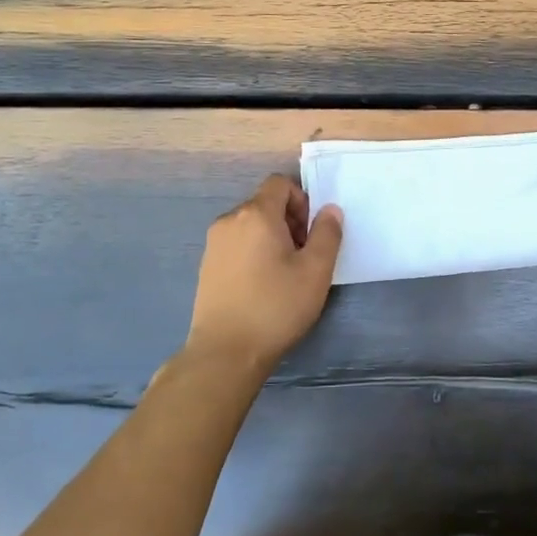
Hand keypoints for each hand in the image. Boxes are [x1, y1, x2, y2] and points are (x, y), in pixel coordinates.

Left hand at [187, 174, 343, 370]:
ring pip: (250, 225)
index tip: (310, 233)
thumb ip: (327, 233)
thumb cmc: (276, 307)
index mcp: (256, 214)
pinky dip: (252, 253)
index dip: (301, 200)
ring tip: (283, 274)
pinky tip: (261, 286)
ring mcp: (214, 244)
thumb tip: (329, 210)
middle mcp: (229, 220)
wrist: (225, 352)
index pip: (280, 183)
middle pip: (265, 204)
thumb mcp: (315, 271)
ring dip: (271, 238)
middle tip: (302, 256)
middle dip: (288, 221)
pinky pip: (236, 244)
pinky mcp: (206, 266)